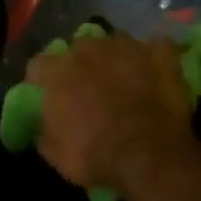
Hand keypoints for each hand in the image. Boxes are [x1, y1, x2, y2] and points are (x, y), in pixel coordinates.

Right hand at [25, 33, 195, 194]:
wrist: (148, 156)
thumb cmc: (95, 156)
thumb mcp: (55, 154)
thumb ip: (44, 129)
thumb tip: (43, 123)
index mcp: (58, 71)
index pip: (39, 65)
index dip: (43, 81)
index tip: (48, 96)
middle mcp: (89, 49)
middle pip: (79, 49)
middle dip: (81, 65)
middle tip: (90, 90)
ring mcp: (127, 47)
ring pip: (116, 44)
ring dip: (116, 59)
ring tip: (125, 81)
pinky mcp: (160, 53)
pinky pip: (156, 48)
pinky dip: (155, 59)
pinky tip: (157, 73)